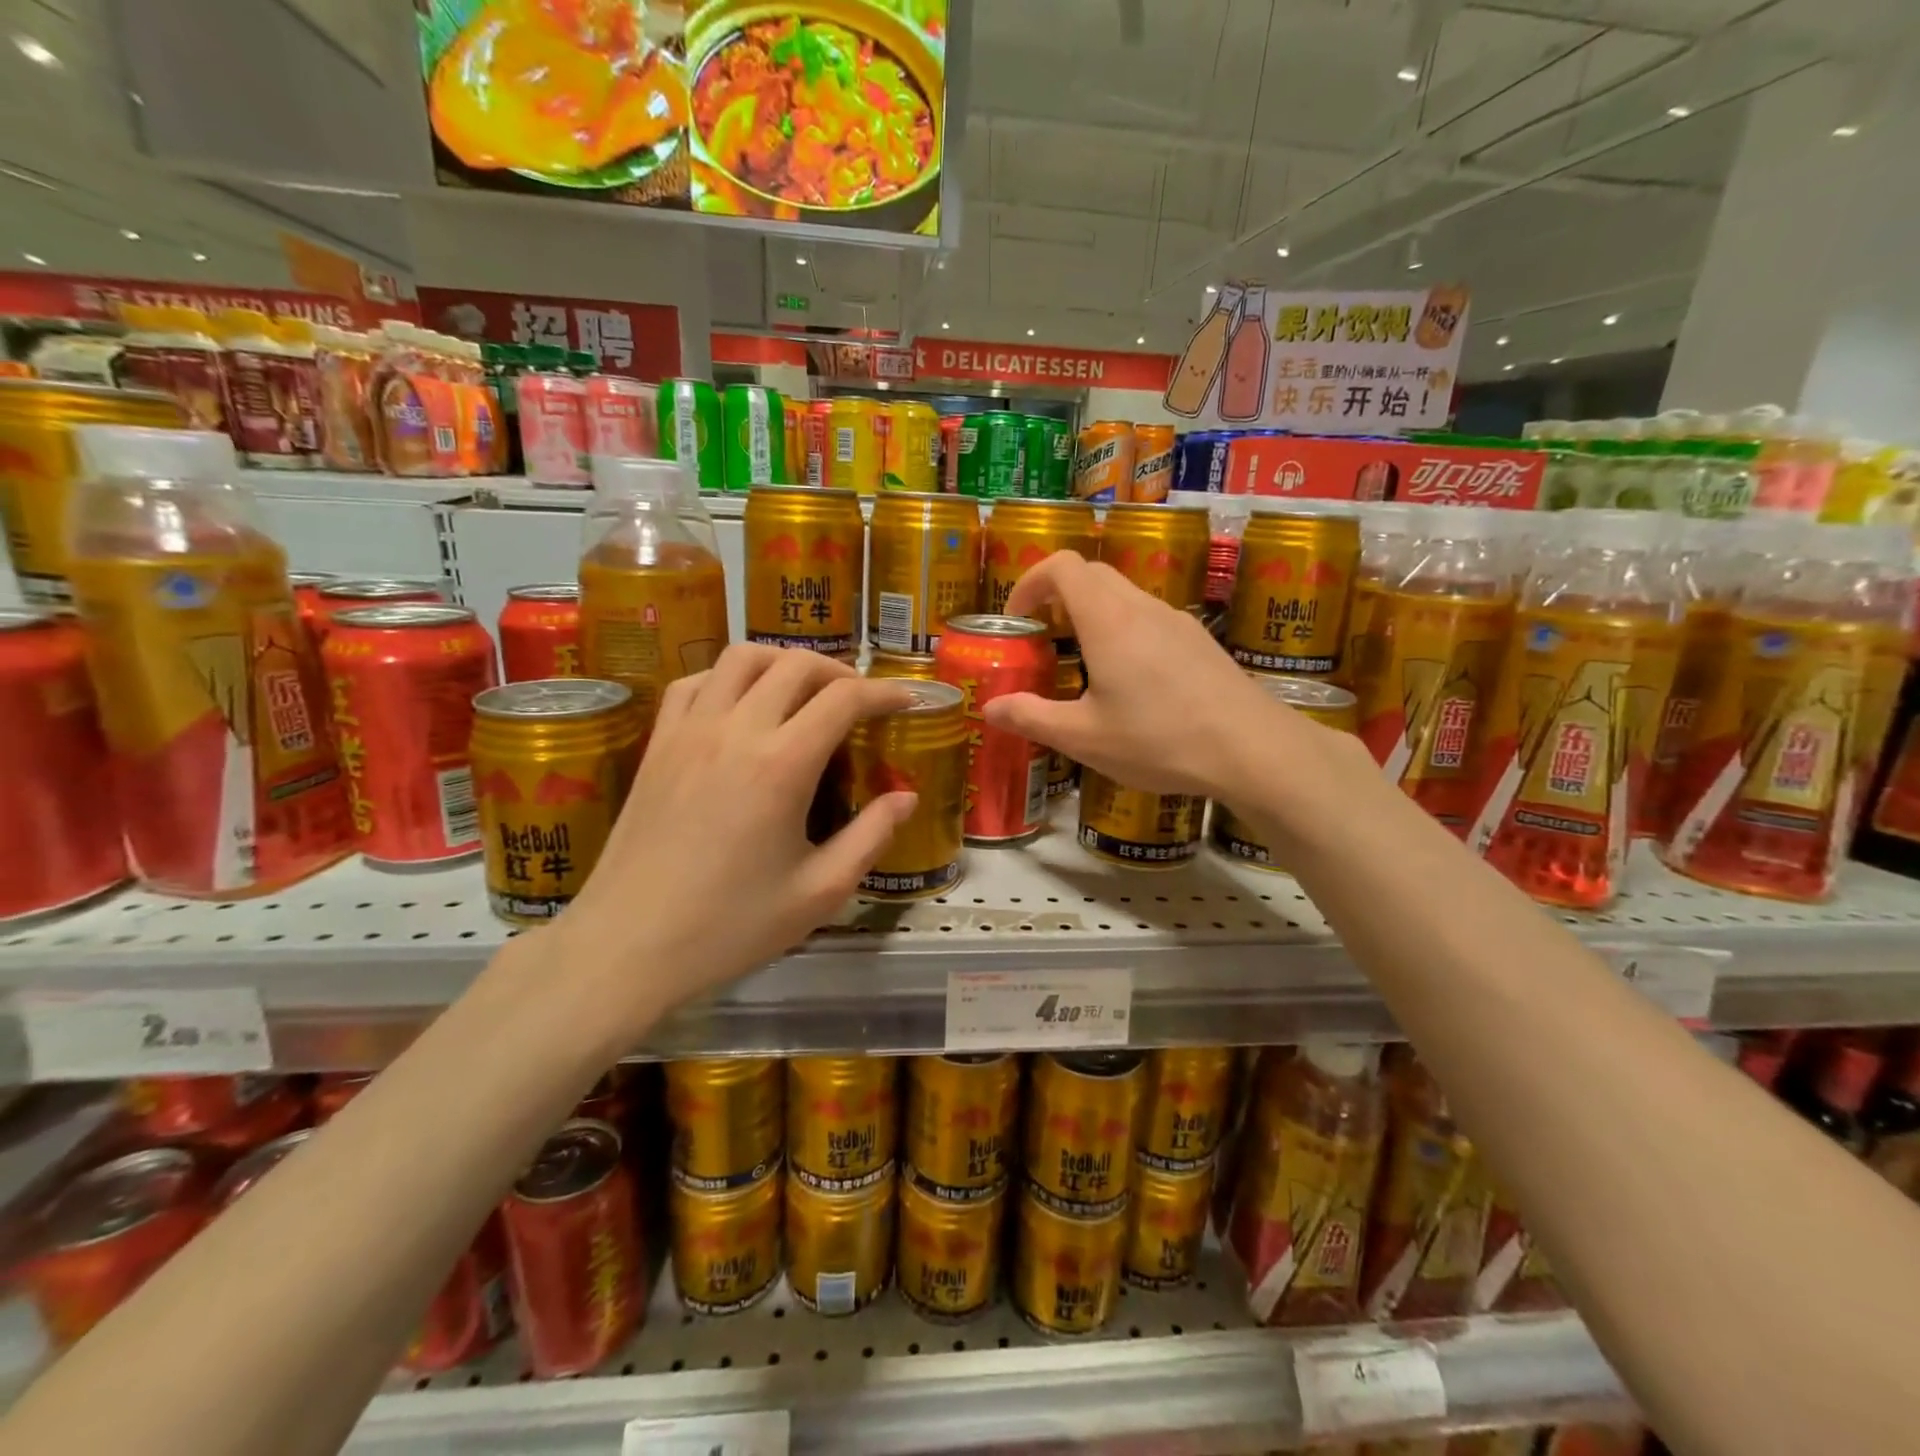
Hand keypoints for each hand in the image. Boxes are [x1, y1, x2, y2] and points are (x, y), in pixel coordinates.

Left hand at [543, 647, 916, 1034]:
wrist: (628, 945)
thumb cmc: (730, 926)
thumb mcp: (819, 892)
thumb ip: (871, 837)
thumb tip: (906, 797)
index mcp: (783, 765)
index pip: (844, 698)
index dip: (884, 693)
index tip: (905, 703)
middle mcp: (736, 730)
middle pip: (796, 664)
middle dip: (840, 672)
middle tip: (860, 701)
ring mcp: (689, 731)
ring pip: (742, 658)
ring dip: (783, 662)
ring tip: (804, 691)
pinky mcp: (658, 744)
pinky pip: (694, 682)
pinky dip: (728, 677)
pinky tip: (741, 704)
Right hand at [984, 551, 1344, 799]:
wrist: (1252, 749)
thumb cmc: (1160, 740)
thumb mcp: (1085, 738)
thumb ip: (1032, 718)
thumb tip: (992, 708)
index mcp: (1108, 620)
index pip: (1062, 566)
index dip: (1030, 581)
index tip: (1017, 618)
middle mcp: (1141, 608)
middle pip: (1092, 574)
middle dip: (1058, 596)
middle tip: (1043, 639)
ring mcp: (1176, 621)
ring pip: (1123, 595)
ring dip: (1092, 614)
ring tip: (1082, 663)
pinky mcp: (1199, 640)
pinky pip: (1149, 617)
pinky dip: (1123, 629)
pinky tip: (1130, 681)